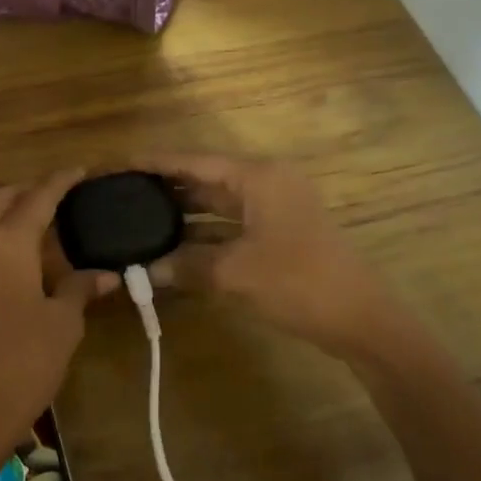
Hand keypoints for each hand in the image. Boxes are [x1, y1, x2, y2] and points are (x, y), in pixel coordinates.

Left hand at [0, 170, 116, 453]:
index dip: (61, 181)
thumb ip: (81, 287)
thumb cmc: (26, 360)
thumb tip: (107, 274)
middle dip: (30, 190)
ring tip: (34, 216)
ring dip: (5, 207)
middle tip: (59, 195)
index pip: (38, 198)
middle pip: (2, 199)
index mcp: (8, 243)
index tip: (80, 171)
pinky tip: (12, 248)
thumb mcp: (64, 322)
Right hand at [142, 154, 397, 357]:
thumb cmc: (299, 282)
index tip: (119, 164)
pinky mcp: (278, 234)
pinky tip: (173, 249)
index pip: (194, 161)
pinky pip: (230, 227)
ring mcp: (274, 209)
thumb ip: (187, 266)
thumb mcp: (236, 273)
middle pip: (205, 179)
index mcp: (258, 177)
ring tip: (138, 220)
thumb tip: (145, 270)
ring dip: (183, 216)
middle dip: (166, 189)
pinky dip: (203, 237)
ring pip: (217, 205)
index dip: (155, 162)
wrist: (361, 318)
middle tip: (122, 195)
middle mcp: (265, 184)